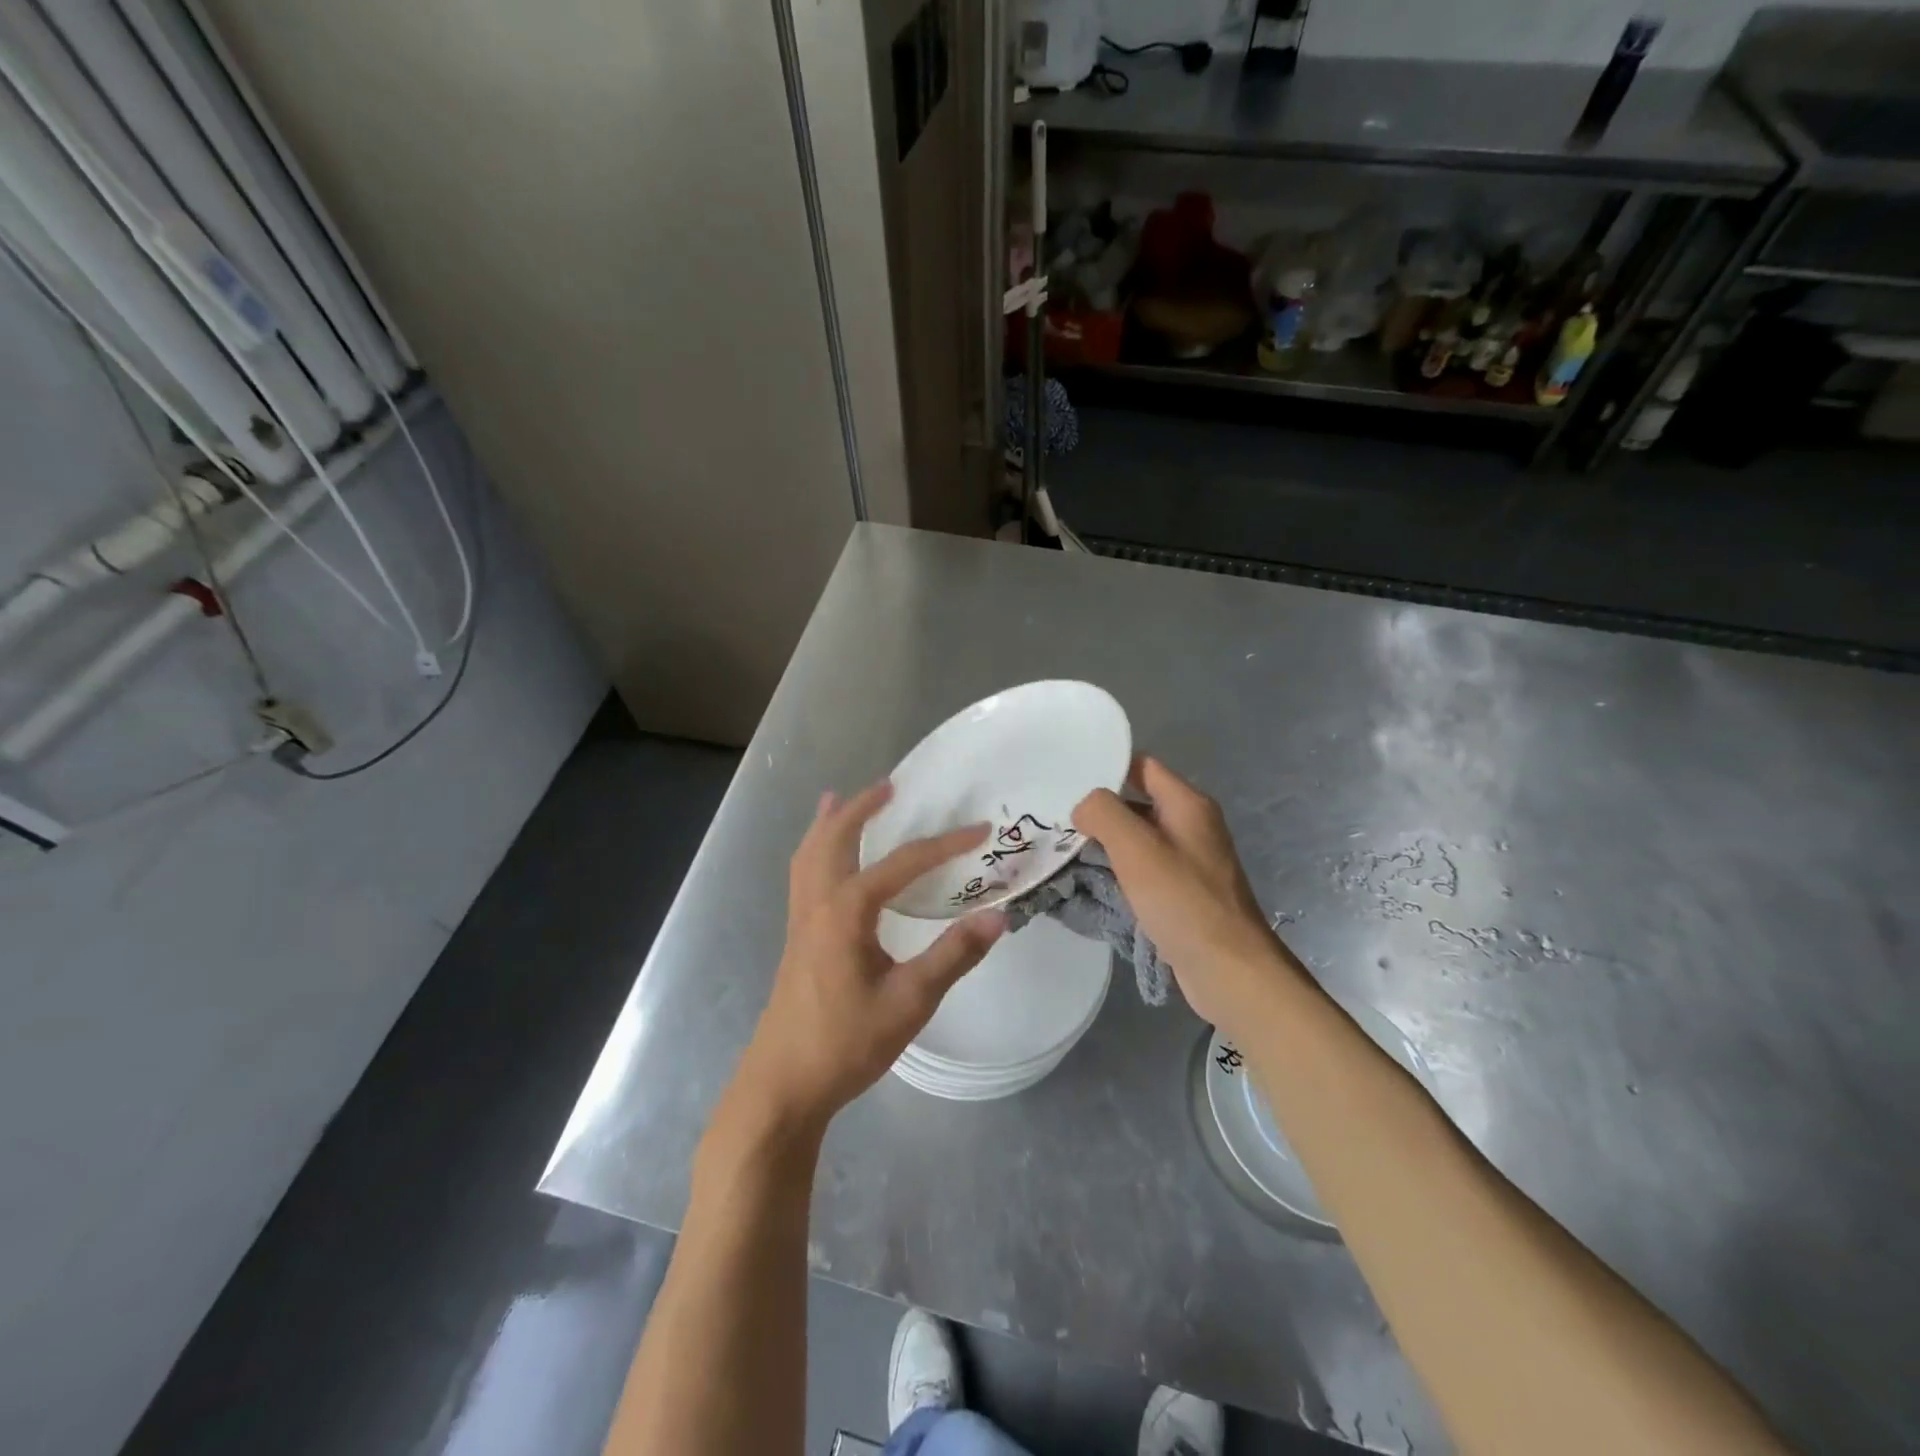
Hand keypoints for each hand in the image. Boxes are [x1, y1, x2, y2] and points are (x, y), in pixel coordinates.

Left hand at [732, 783, 1005, 1132]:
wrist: (783, 1085)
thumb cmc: (845, 1043)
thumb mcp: (909, 1002)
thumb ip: (953, 956)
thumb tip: (998, 916)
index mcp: (846, 912)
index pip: (902, 863)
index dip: (944, 844)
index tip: (981, 830)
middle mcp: (818, 903)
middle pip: (836, 838)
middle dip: (863, 808)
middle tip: (892, 786)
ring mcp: (801, 919)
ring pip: (810, 853)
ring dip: (831, 822)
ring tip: (843, 798)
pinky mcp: (796, 936)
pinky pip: (803, 874)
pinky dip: (814, 849)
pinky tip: (822, 857)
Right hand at [1073, 756, 1291, 1029]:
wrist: (1228, 969)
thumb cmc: (1183, 900)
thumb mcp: (1136, 847)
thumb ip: (1103, 813)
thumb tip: (1084, 806)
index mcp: (1187, 805)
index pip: (1142, 766)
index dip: (1106, 768)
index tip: (1067, 780)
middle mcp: (1191, 826)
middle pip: (1136, 802)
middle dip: (1098, 811)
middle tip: (1056, 820)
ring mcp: (1188, 861)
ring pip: (1136, 839)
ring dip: (1103, 845)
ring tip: (1062, 851)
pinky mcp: (1181, 893)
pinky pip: (1142, 870)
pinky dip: (1117, 872)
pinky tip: (1089, 884)